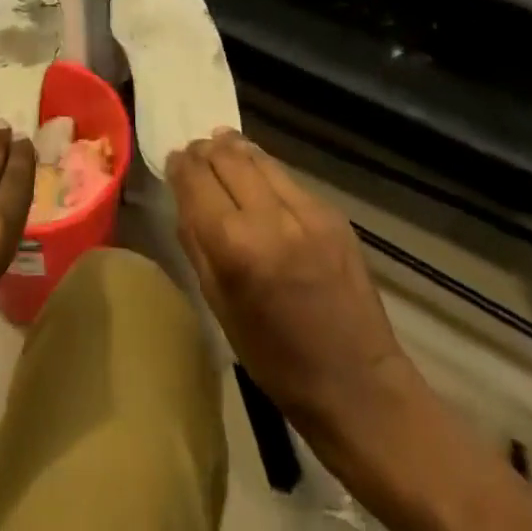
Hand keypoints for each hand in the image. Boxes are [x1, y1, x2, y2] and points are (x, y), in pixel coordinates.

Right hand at [168, 132, 412, 438]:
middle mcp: (270, 217)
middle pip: (226, 157)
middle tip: (194, 153)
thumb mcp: (218, 306)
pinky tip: (256, 175)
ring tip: (220, 146)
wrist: (358, 384)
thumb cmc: (275, 359)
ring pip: (258, 157)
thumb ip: (196, 243)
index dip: (179, 164)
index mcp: (235, 247)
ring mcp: (306, 210)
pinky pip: (286, 176)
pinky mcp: (332, 211)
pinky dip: (263, 169)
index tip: (173, 161)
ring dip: (233, 149)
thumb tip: (183, 196)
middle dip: (204, 150)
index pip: (196, 179)